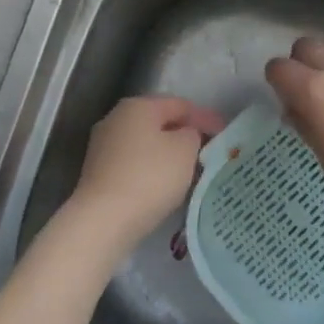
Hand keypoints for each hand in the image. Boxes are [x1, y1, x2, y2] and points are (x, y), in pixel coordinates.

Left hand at [69, 95, 226, 250]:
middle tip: (208, 152)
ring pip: (145, 144)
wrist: (104, 219)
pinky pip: (134, 164)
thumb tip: (185, 135)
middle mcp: (115, 119)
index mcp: (137, 106)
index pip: (180, 104)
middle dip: (184, 135)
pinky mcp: (98, 172)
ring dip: (168, 154)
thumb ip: (192, 134)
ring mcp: (102, 146)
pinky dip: (151, 170)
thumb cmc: (150, 177)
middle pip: (159, 122)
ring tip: (190, 171)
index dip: (205, 118)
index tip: (225, 135)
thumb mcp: (185, 150)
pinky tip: (165, 186)